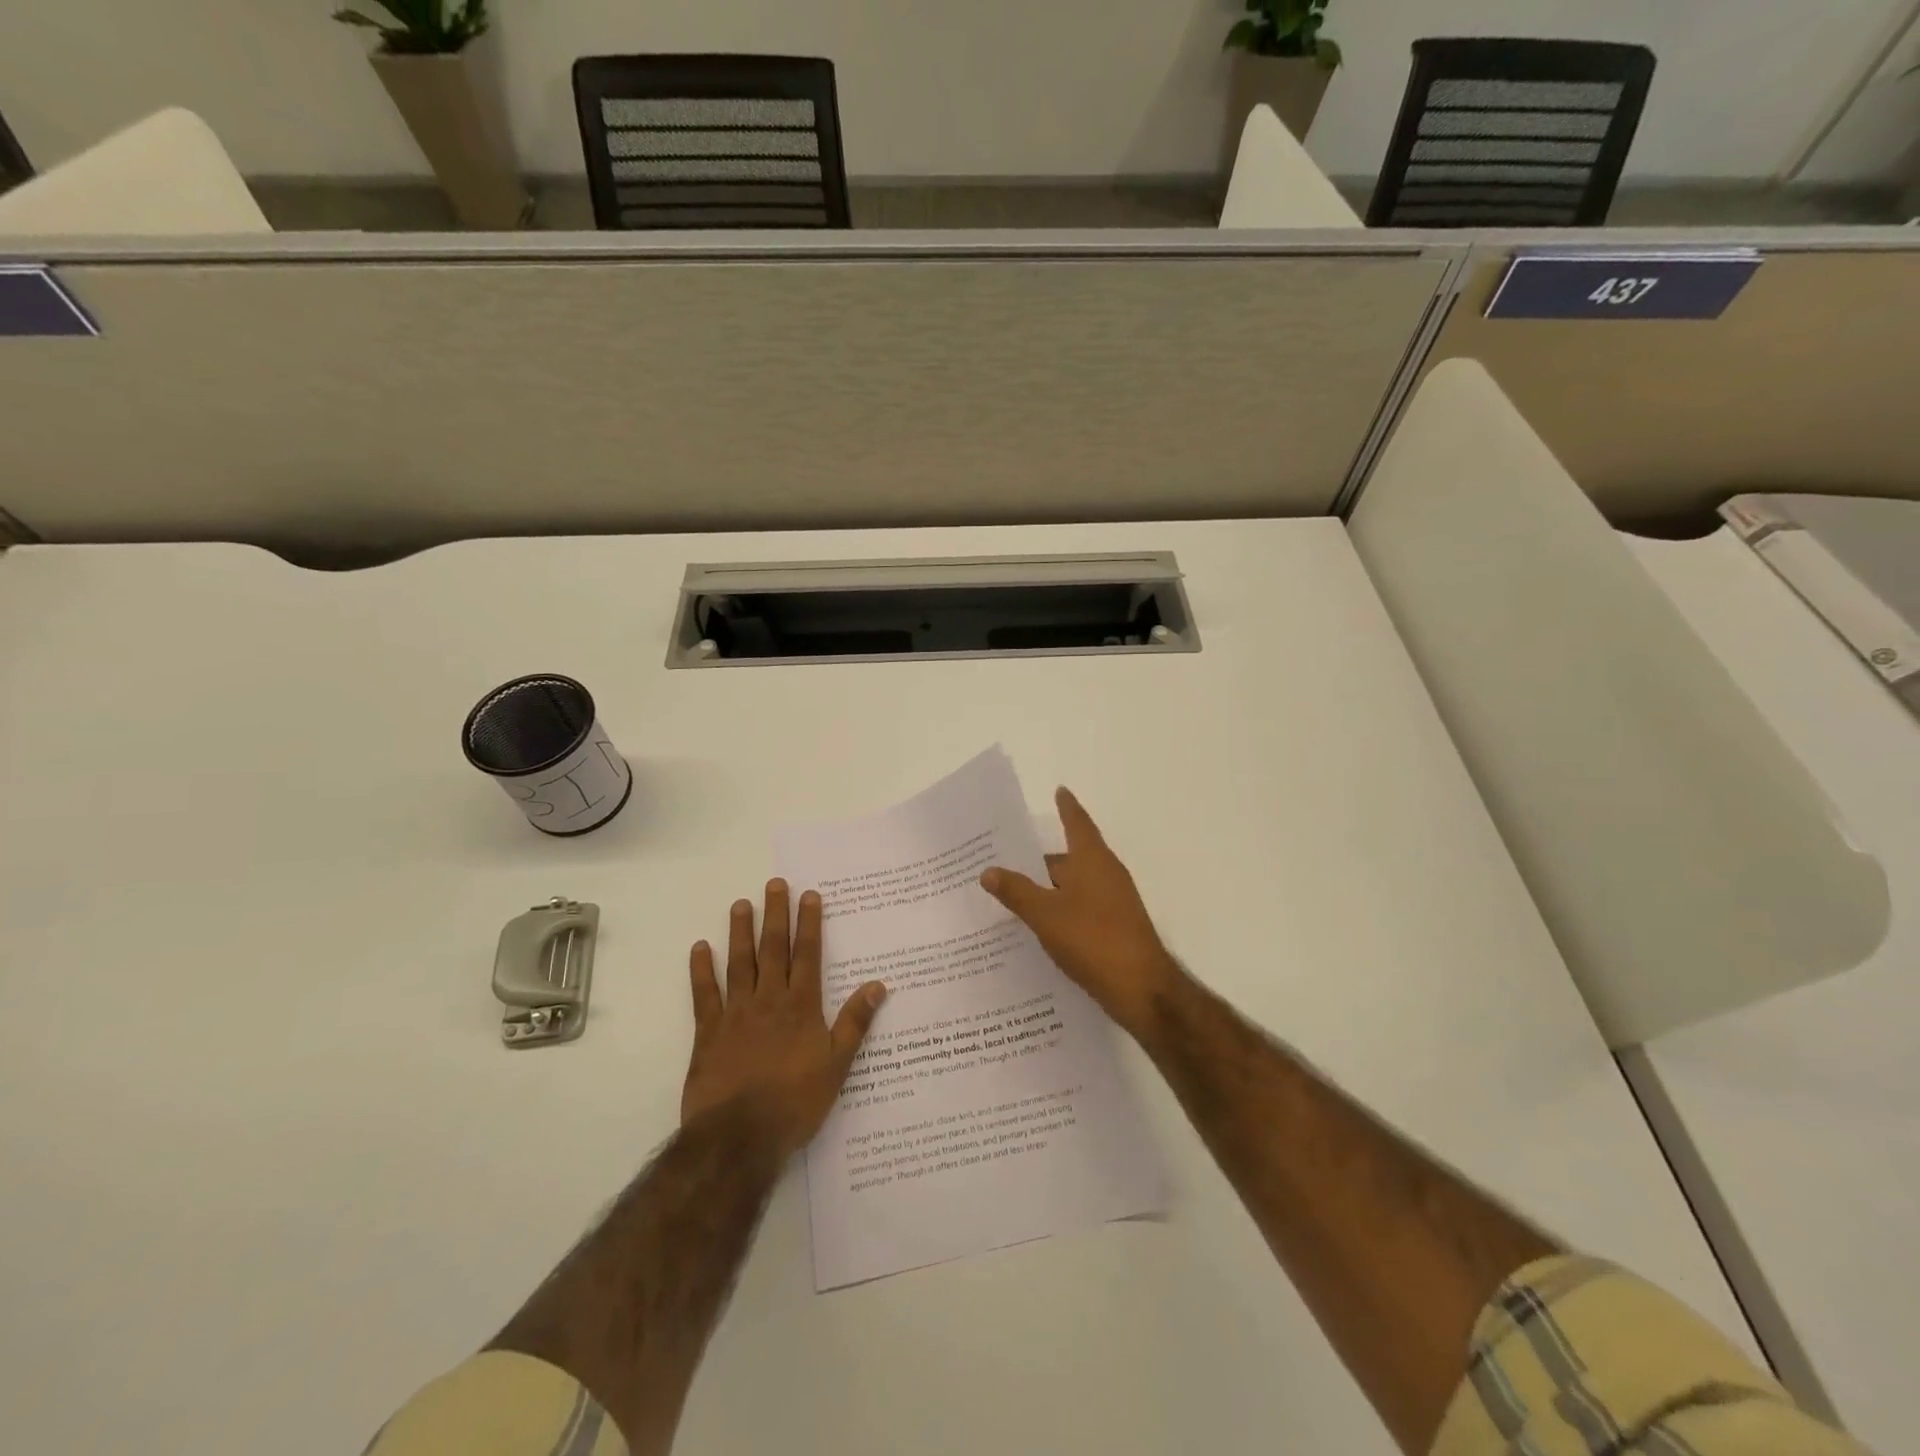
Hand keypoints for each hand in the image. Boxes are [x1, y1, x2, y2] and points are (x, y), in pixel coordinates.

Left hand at [681, 879, 887, 1156]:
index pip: (807, 955)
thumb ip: (855, 1023)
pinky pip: (704, 994)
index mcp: (801, 1006)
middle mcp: (769, 1000)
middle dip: (776, 915)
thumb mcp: (836, 1065)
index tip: (809, 895)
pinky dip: (701, 970)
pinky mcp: (708, 1032)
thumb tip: (878, 985)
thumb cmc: (795, 1102)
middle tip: (774, 884)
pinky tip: (699, 948)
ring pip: (739, 963)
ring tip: (740, 904)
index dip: (809, 923)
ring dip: (740, 932)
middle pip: (773, 949)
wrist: (739, 1137)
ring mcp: (735, 1013)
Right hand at [980, 787, 1183, 1038]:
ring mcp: (1114, 902)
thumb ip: (1016, 892)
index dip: (1067, 807)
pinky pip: (1081, 907)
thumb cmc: (1092, 939)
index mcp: (1093, 860)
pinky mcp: (1116, 927)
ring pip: (1074, 886)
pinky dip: (1061, 909)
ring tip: (1015, 895)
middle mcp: (1106, 874)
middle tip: (1006, 862)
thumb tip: (988, 870)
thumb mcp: (1045, 915)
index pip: (1077, 823)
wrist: (1141, 989)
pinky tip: (1040, 927)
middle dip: (1040, 861)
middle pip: (1070, 859)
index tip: (1059, 790)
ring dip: (1049, 889)